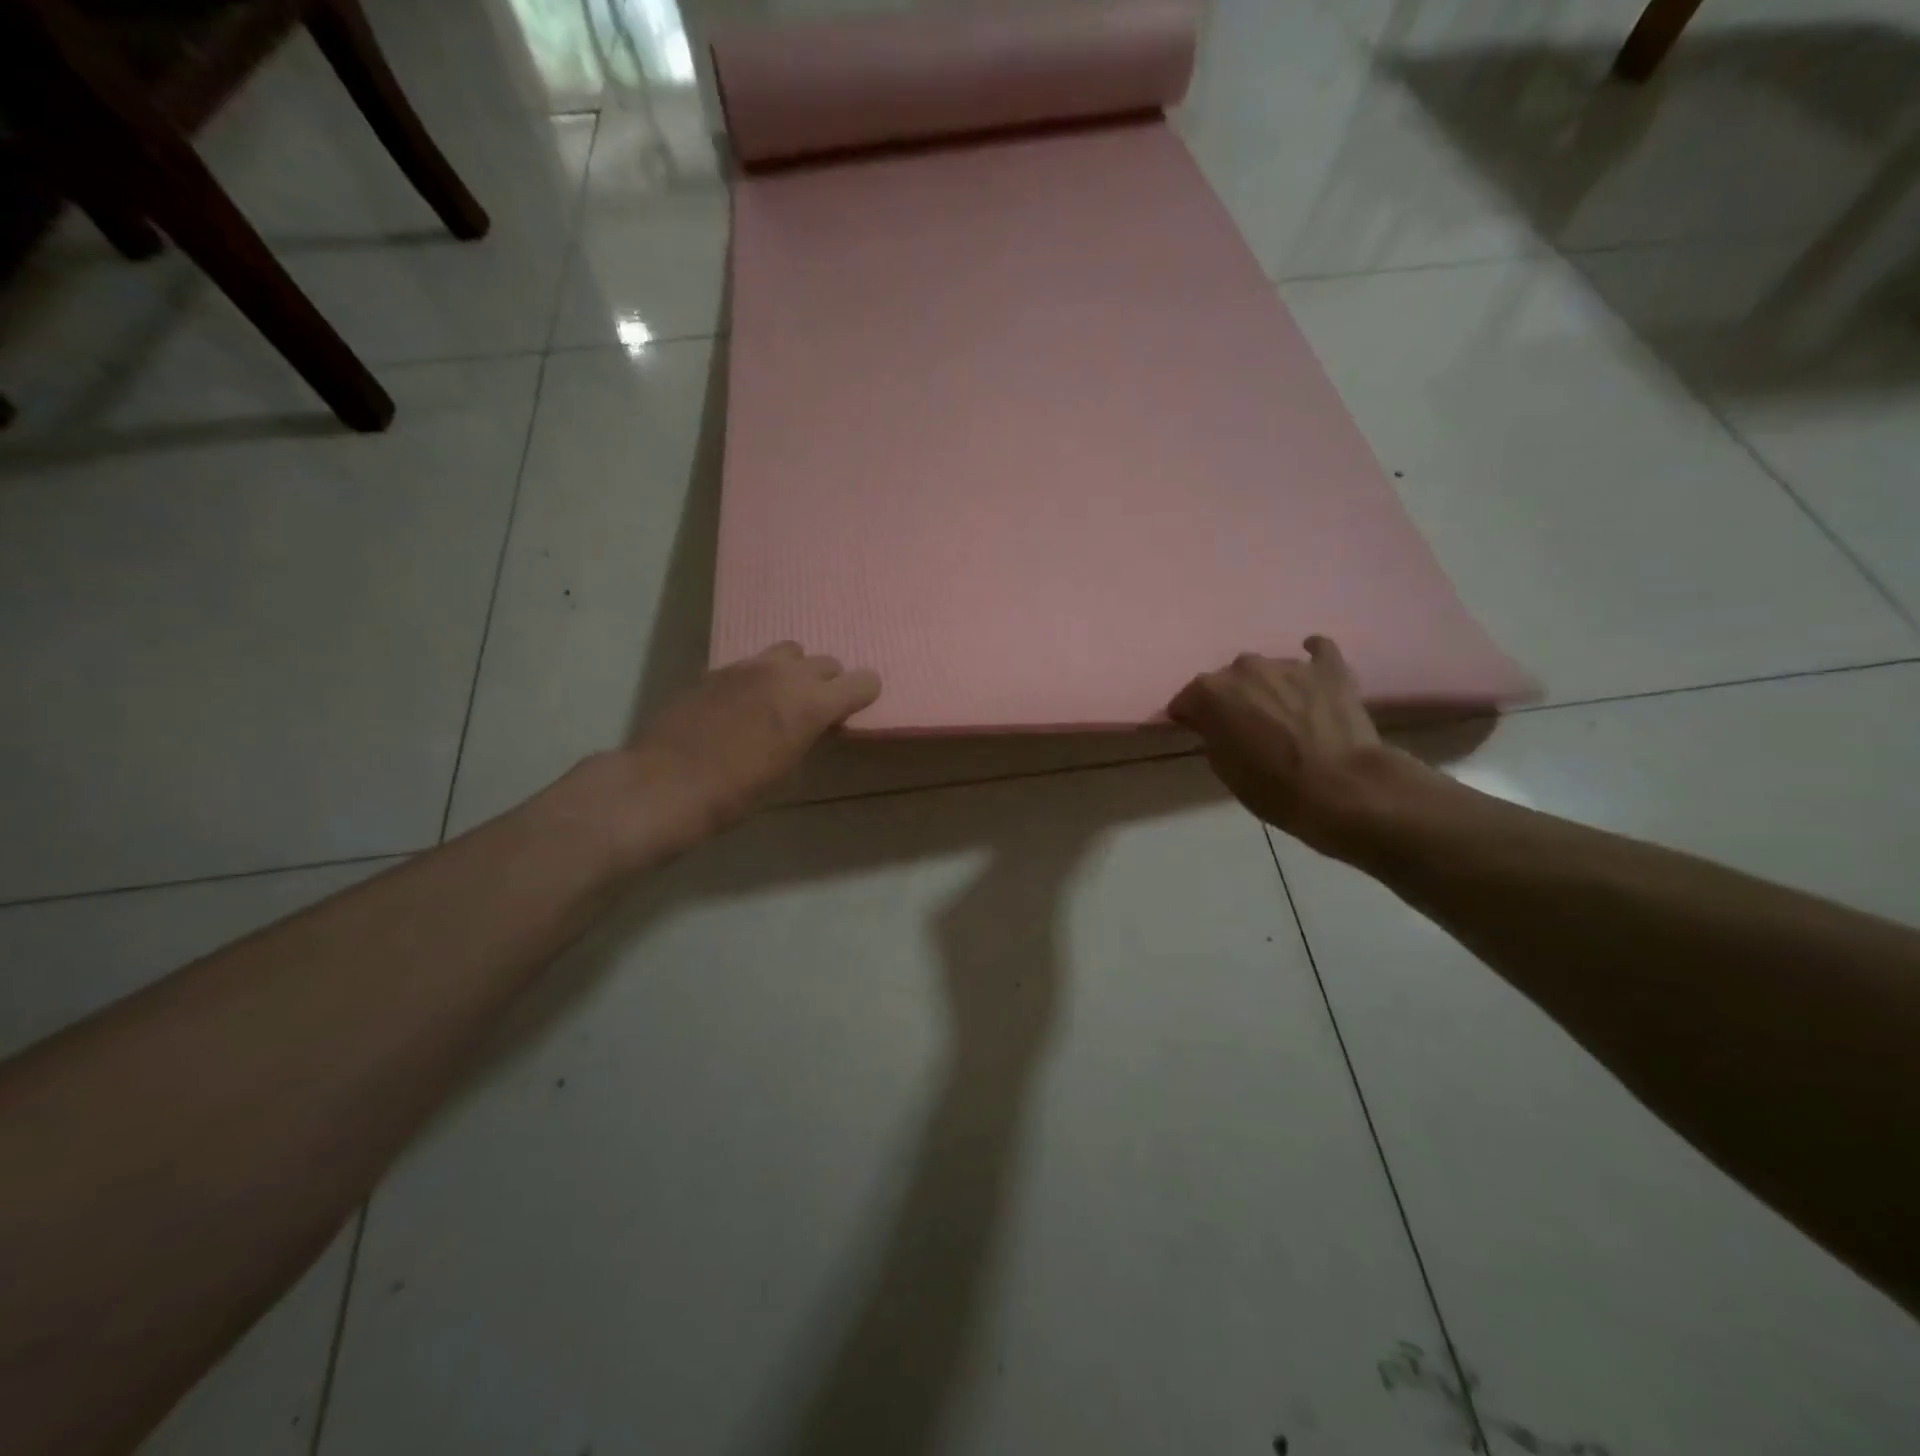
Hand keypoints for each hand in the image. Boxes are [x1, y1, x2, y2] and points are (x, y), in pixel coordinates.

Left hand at [608, 643, 879, 861]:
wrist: (665, 784)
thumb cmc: (735, 793)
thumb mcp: (787, 772)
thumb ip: (807, 737)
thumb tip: (811, 726)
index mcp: (812, 703)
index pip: (862, 681)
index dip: (863, 696)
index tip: (853, 712)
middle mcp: (785, 674)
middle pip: (826, 663)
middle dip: (829, 684)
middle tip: (817, 712)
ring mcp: (748, 666)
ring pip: (790, 652)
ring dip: (795, 672)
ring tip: (781, 700)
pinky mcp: (717, 670)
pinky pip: (754, 663)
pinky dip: (761, 678)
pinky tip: (744, 706)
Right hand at [1169, 636, 1415, 859]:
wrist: (1340, 788)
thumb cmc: (1272, 787)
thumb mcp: (1223, 768)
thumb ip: (1213, 734)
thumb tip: (1216, 723)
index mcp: (1210, 692)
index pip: (1186, 700)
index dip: (1189, 717)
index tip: (1197, 732)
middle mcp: (1244, 668)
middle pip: (1227, 679)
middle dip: (1230, 699)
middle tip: (1243, 726)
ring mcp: (1288, 664)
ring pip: (1267, 669)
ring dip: (1268, 687)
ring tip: (1282, 713)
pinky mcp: (1329, 669)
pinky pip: (1319, 651)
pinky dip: (1313, 657)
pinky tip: (1313, 668)